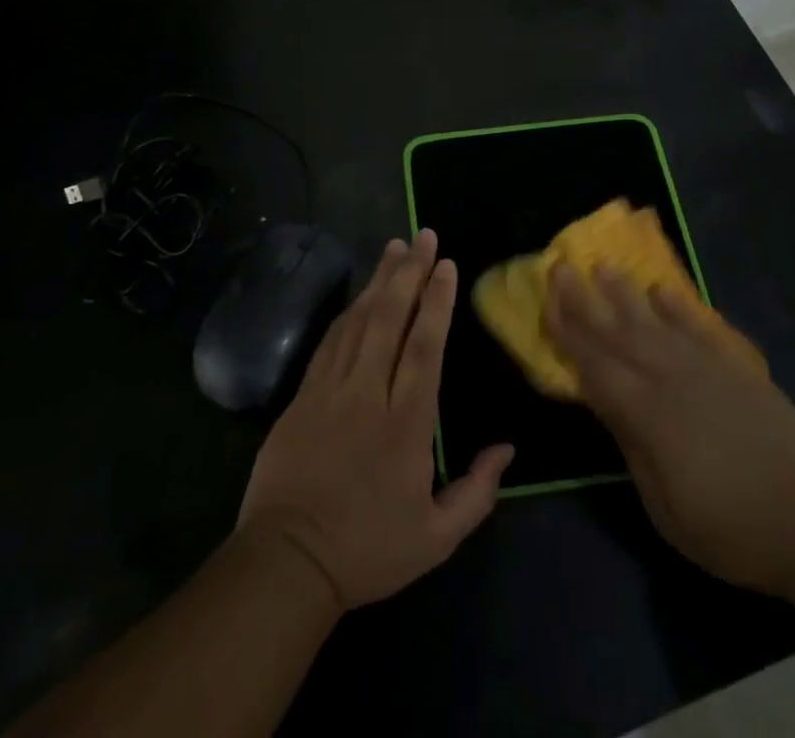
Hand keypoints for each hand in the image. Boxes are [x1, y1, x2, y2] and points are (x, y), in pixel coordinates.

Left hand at [239, 229, 513, 609]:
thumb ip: (477, 492)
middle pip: (390, 317)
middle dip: (410, 272)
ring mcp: (331, 388)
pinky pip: (331, 338)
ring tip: (395, 247)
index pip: (424, 346)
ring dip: (379, 279)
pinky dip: (348, 309)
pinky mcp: (304, 392)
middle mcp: (368, 392)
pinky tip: (360, 293)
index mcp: (405, 422)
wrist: (288, 559)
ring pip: (359, 319)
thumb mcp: (437, 538)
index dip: (436, 301)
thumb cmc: (368, 549)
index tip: (446, 264)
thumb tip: (507, 448)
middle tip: (423, 236)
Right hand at [546, 265, 794, 602]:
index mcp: (648, 415)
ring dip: (626, 293)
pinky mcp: (739, 370)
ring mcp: (708, 369)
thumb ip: (631, 447)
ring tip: (604, 267)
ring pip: (656, 322)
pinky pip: (701, 328)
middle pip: (619, 333)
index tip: (545, 303)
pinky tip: (662, 290)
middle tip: (562, 267)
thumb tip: (606, 404)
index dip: (567, 335)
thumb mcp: (665, 509)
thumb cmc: (732, 532)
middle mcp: (672, 379)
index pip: (595, 366)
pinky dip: (679, 307)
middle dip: (586, 300)